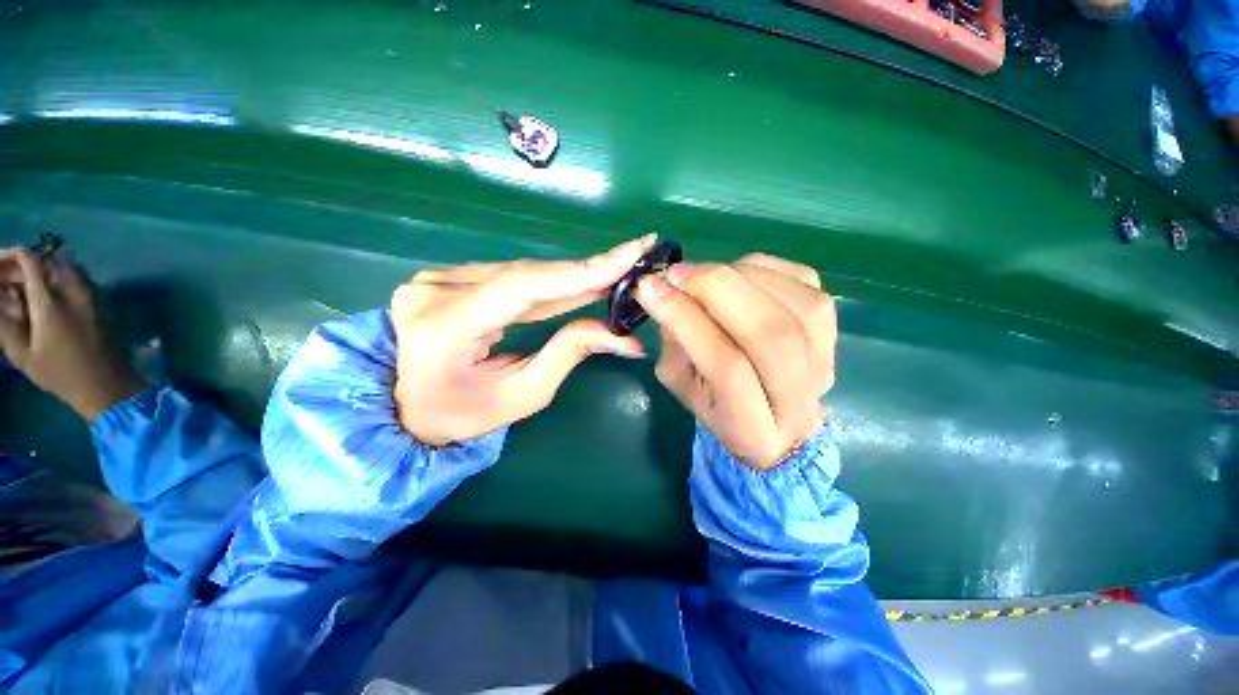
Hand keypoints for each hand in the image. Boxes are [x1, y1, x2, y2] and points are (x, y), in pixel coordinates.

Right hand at [0, 248, 144, 418]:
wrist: (108, 384)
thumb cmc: (60, 374)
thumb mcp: (22, 353)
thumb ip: (4, 322)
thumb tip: (0, 295)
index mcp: (49, 301)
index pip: (29, 261)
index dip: (10, 256)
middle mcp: (74, 290)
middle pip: (47, 260)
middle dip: (25, 264)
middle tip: (9, 278)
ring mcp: (94, 294)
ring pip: (66, 265)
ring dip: (45, 268)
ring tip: (29, 285)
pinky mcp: (105, 301)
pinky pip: (82, 278)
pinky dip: (63, 276)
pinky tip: (52, 294)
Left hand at [391, 235, 656, 445]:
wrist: (406, 407)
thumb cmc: (464, 413)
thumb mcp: (523, 393)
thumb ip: (570, 353)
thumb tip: (625, 337)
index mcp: (445, 328)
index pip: (523, 286)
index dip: (581, 270)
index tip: (629, 254)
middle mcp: (434, 292)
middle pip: (526, 275)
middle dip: (585, 271)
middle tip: (632, 260)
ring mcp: (435, 280)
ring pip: (521, 273)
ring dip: (570, 278)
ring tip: (614, 275)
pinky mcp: (446, 278)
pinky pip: (508, 277)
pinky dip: (548, 283)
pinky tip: (579, 283)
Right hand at [636, 253, 835, 468]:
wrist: (777, 419)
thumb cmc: (718, 405)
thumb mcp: (681, 383)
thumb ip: (675, 342)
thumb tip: (664, 290)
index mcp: (752, 428)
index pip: (726, 367)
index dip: (688, 321)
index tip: (651, 289)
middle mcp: (799, 400)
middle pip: (768, 333)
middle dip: (715, 289)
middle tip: (676, 273)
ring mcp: (824, 361)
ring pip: (789, 306)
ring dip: (737, 276)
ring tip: (701, 273)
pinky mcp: (833, 328)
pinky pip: (804, 281)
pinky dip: (762, 268)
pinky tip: (735, 272)